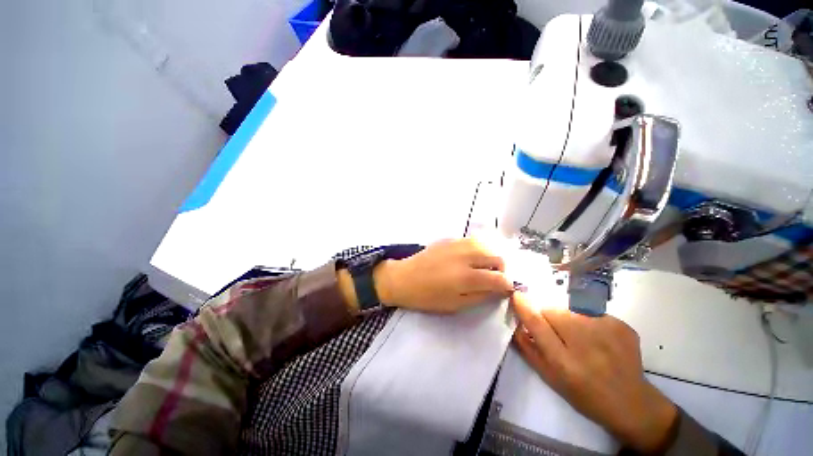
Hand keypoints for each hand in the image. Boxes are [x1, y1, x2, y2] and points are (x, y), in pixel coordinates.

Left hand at [373, 238, 513, 312]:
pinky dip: (477, 249)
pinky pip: (471, 241)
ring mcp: (457, 244)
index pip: (500, 278)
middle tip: (492, 279)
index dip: (507, 285)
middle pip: (497, 257)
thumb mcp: (456, 305)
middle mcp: (466, 256)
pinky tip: (469, 258)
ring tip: (482, 267)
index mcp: (467, 277)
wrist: (404, 278)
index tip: (505, 290)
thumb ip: (481, 296)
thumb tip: (499, 290)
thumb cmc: (428, 297)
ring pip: (486, 245)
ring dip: (489, 256)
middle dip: (501, 269)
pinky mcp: (449, 239)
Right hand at [511, 292, 677, 453]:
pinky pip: (590, 312)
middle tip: (557, 334)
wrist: (632, 403)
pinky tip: (598, 340)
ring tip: (580, 339)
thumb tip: (516, 321)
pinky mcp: (621, 325)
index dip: (524, 306)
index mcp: (564, 362)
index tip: (516, 295)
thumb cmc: (584, 395)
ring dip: (567, 319)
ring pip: (570, 310)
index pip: (537, 323)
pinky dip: (587, 321)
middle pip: (553, 311)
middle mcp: (586, 344)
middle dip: (547, 317)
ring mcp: (607, 332)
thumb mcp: (549, 378)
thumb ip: (527, 348)